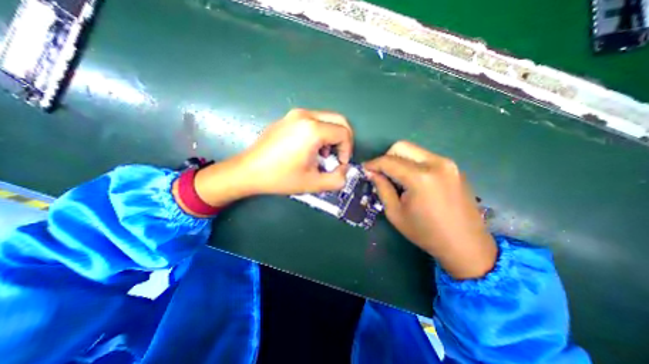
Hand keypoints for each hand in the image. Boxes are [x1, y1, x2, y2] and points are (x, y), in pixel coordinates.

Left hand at [186, 108, 352, 207]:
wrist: (248, 171)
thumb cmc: (280, 177)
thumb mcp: (313, 183)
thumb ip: (337, 180)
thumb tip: (344, 171)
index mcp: (312, 130)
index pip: (344, 133)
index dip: (347, 150)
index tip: (339, 164)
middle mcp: (305, 115)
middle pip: (339, 120)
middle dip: (343, 140)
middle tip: (337, 156)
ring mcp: (295, 114)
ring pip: (326, 119)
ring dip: (331, 136)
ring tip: (322, 155)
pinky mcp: (288, 118)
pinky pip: (313, 120)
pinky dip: (320, 132)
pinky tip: (309, 148)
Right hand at [364, 140, 497, 279]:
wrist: (466, 245)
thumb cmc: (426, 233)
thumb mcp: (395, 213)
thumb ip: (382, 188)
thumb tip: (371, 173)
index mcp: (420, 177)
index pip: (388, 161)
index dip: (373, 164)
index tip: (364, 169)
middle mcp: (436, 163)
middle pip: (402, 147)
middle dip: (386, 157)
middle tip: (381, 173)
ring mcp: (448, 163)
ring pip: (414, 150)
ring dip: (399, 160)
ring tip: (396, 178)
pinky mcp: (453, 167)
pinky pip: (425, 157)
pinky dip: (412, 164)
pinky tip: (412, 180)